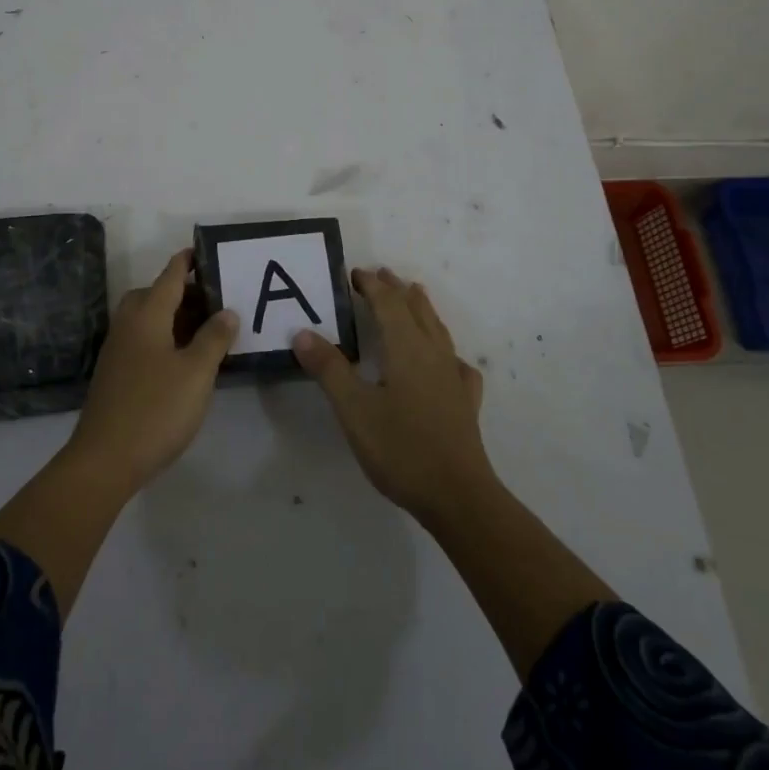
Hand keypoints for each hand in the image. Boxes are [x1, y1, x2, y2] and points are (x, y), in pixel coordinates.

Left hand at [67, 249, 237, 494]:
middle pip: (154, 295)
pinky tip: (183, 359)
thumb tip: (227, 312)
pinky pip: (142, 340)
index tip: (204, 251)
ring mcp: (117, 351)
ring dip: (173, 317)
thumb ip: (214, 338)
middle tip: (213, 301)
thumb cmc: (156, 409)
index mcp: (147, 316)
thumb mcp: (197, 372)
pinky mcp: (115, 374)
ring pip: (147, 319)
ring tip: (204, 330)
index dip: (187, 263)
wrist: (104, 460)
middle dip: (182, 292)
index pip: (169, 277)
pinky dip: (163, 337)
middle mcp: (128, 325)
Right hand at [294, 267, 495, 525]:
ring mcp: (453, 377)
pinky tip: (448, 361)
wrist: (458, 496)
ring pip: (438, 330)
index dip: (372, 285)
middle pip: (416, 309)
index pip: (388, 304)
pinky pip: (456, 363)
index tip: (354, 273)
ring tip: (415, 295)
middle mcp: (433, 353)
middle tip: (382, 274)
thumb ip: (329, 368)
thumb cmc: (401, 448)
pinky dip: (446, 350)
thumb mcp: (354, 409)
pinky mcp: (465, 402)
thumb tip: (303, 332)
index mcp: (406, 348)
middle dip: (397, 289)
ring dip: (422, 308)